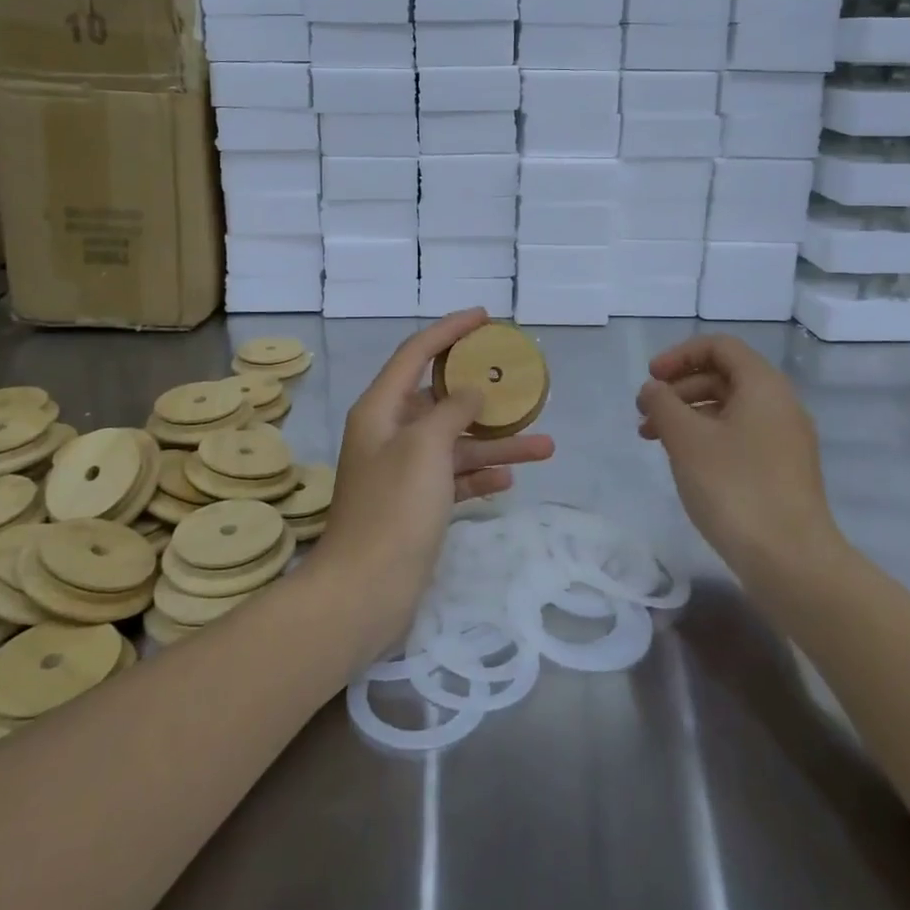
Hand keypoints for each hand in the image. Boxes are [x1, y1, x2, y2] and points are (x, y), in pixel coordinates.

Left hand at [312, 309, 554, 657]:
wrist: (364, 591)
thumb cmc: (393, 509)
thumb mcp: (425, 447)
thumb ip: (450, 410)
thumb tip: (469, 392)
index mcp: (380, 409)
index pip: (416, 353)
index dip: (449, 330)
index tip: (485, 318)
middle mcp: (389, 433)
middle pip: (440, 399)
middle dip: (482, 393)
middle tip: (520, 382)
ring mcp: (402, 471)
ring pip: (454, 443)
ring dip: (495, 442)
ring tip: (545, 445)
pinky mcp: (415, 505)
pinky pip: (453, 478)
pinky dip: (479, 475)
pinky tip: (510, 479)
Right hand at [636, 335, 843, 575]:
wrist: (791, 561)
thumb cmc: (734, 487)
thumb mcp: (686, 439)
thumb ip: (663, 404)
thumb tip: (653, 389)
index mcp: (763, 386)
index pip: (719, 347)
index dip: (679, 355)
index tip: (651, 379)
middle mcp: (780, 405)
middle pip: (723, 376)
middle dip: (678, 388)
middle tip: (644, 414)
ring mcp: (784, 440)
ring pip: (728, 409)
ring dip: (687, 415)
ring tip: (653, 440)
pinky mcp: (781, 471)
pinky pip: (739, 436)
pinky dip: (706, 438)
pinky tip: (684, 462)